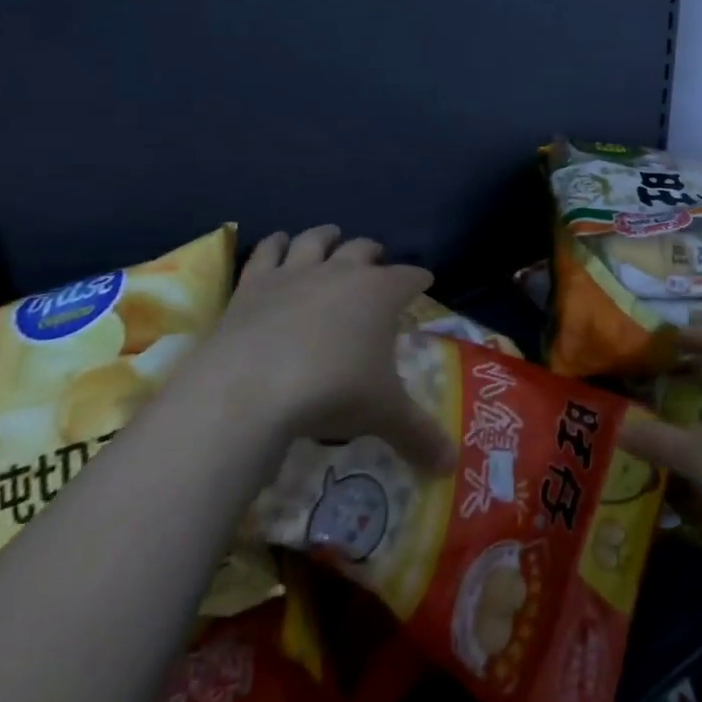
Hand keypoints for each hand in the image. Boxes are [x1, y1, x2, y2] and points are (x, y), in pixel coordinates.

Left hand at [204, 225, 454, 473]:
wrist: (251, 388)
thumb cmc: (331, 392)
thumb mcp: (383, 415)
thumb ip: (419, 435)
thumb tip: (450, 465)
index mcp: (380, 294)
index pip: (409, 277)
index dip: (419, 278)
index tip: (425, 281)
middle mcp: (341, 272)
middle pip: (364, 250)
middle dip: (374, 253)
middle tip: (378, 262)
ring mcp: (295, 273)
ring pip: (316, 240)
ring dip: (326, 236)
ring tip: (332, 236)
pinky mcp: (254, 283)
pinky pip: (267, 252)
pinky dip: (274, 244)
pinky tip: (276, 243)